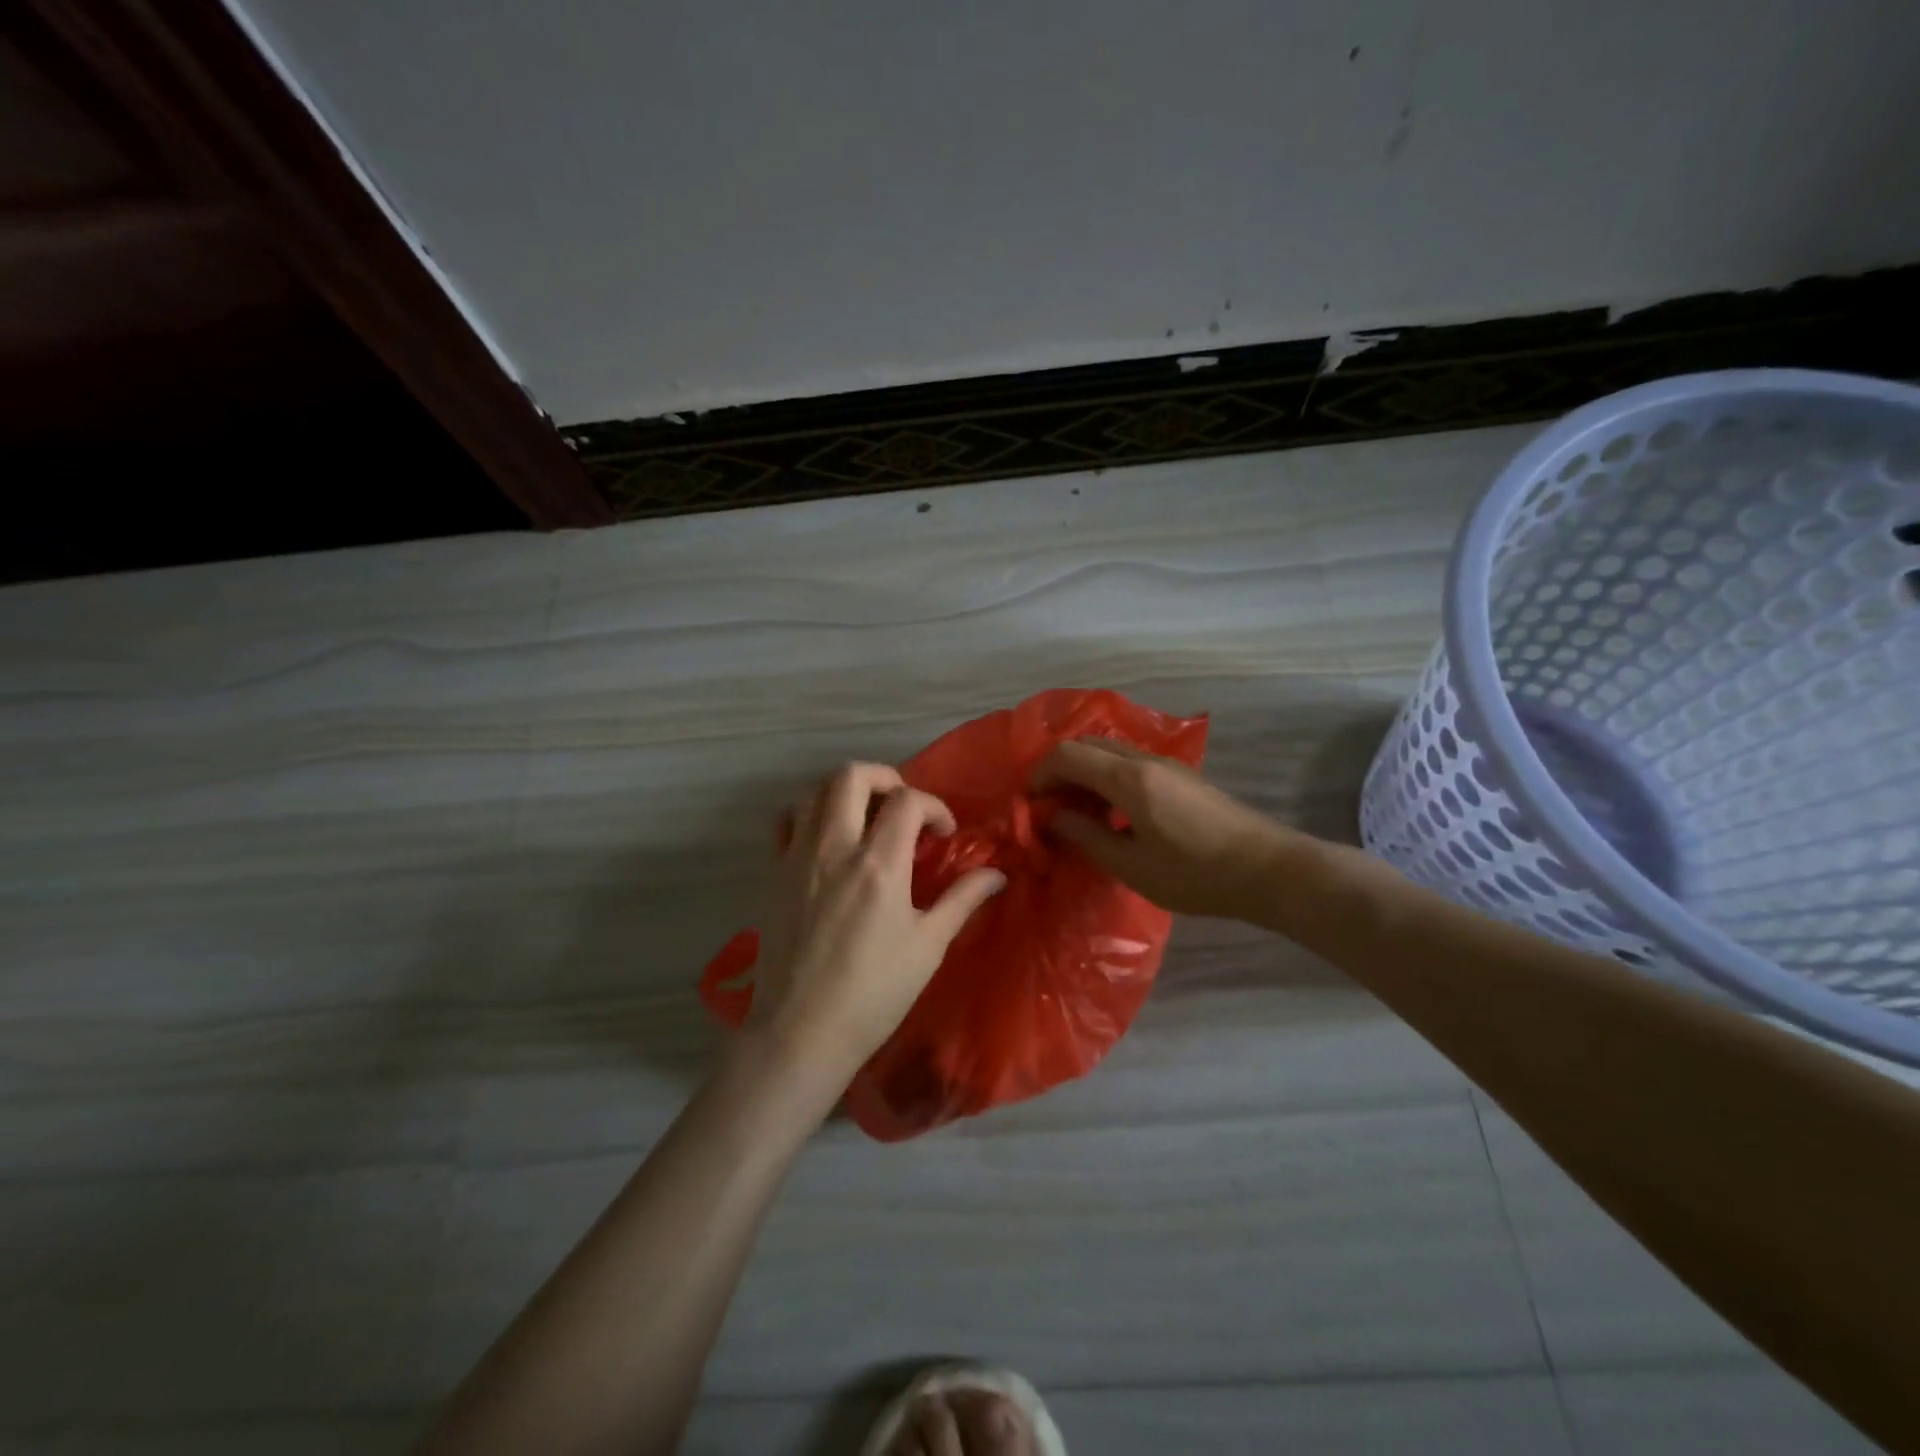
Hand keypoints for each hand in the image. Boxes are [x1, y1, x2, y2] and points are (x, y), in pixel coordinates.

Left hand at [751, 763, 1004, 1081]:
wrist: (801, 1031)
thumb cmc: (874, 993)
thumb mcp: (928, 946)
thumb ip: (962, 899)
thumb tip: (997, 873)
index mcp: (879, 864)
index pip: (908, 801)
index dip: (934, 806)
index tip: (943, 834)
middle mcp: (834, 847)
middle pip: (853, 775)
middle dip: (886, 778)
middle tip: (903, 807)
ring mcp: (797, 857)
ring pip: (815, 791)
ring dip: (847, 792)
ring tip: (867, 818)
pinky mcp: (774, 873)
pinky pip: (786, 821)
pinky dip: (809, 814)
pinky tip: (827, 839)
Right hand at [1033, 738, 1290, 919]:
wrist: (1268, 870)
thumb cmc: (1195, 874)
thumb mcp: (1132, 866)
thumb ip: (1086, 837)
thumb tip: (1055, 818)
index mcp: (1128, 778)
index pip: (1068, 755)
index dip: (1040, 775)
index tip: (1029, 804)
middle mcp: (1145, 760)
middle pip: (1087, 745)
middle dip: (1060, 770)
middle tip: (1050, 807)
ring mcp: (1167, 765)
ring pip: (1110, 752)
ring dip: (1085, 774)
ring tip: (1077, 814)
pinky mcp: (1182, 777)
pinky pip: (1130, 764)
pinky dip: (1107, 779)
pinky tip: (1113, 815)